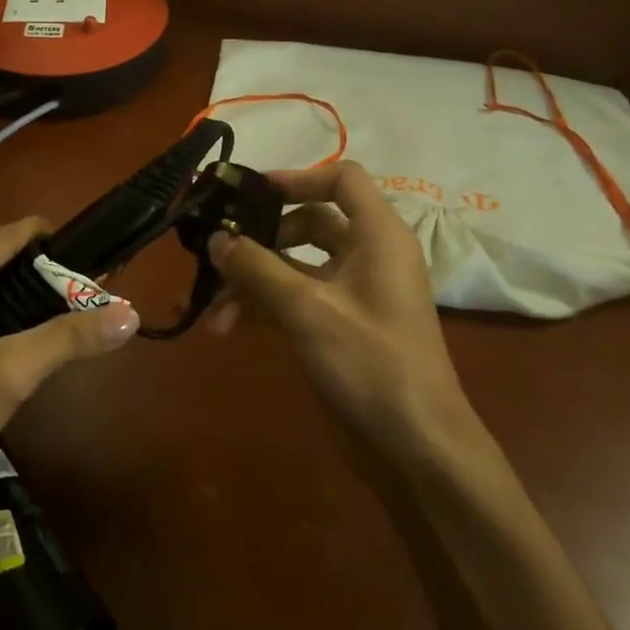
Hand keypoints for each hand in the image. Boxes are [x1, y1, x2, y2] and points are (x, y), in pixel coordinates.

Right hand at [207, 161, 478, 466]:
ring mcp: (352, 293)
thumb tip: (216, 237)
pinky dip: (263, 306)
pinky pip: (294, 298)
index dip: (297, 177)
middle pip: (308, 221)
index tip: (250, 195)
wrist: (417, 451)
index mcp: (378, 236)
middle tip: (218, 252)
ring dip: (252, 281)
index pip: (341, 178)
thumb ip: (257, 269)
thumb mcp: (308, 310)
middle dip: (260, 240)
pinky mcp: (338, 325)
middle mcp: (367, 255)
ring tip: (212, 311)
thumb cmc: (372, 365)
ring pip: (294, 265)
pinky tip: (227, 328)